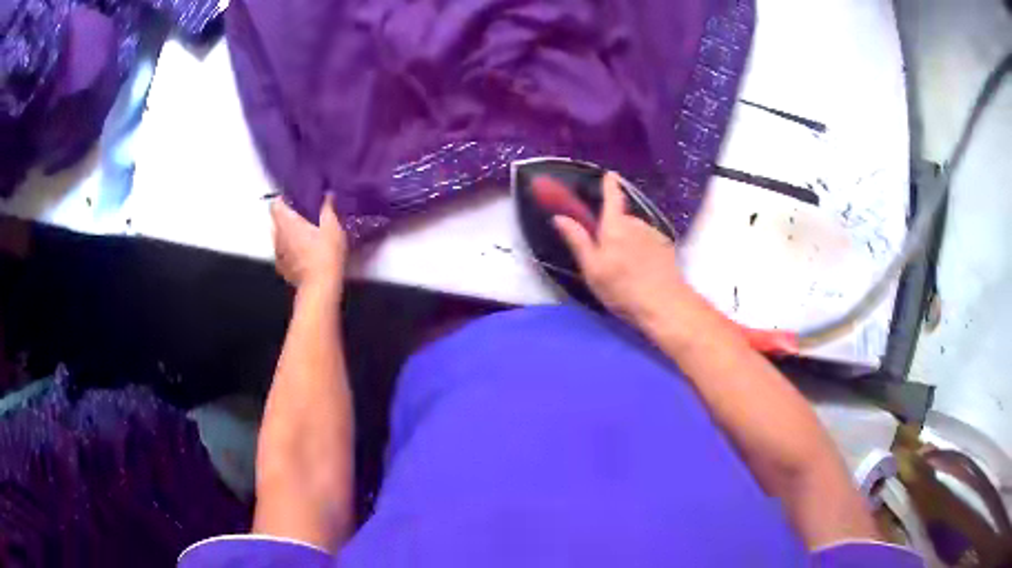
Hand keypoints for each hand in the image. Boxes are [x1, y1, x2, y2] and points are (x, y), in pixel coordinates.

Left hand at [271, 193, 347, 291]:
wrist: (321, 286)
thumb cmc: (326, 252)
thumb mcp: (332, 226)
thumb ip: (327, 208)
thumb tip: (327, 194)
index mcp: (288, 223)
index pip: (276, 205)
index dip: (282, 200)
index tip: (292, 199)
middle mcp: (278, 236)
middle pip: (275, 221)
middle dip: (284, 216)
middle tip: (299, 215)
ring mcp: (278, 254)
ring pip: (277, 238)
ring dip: (285, 234)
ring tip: (299, 234)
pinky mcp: (283, 269)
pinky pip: (281, 254)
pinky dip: (287, 250)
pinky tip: (299, 254)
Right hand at [551, 172, 691, 323]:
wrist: (664, 304)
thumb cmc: (622, 288)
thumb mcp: (592, 268)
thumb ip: (577, 240)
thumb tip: (559, 217)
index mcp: (615, 226)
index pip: (612, 196)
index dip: (610, 184)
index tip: (609, 174)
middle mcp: (636, 223)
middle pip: (622, 219)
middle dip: (614, 228)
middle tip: (607, 254)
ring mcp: (654, 234)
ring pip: (636, 231)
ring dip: (629, 241)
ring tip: (626, 268)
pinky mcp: (667, 247)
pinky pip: (649, 241)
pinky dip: (643, 250)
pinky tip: (642, 270)